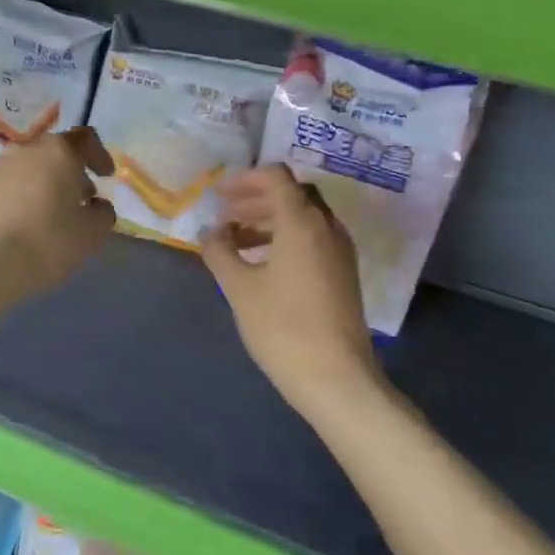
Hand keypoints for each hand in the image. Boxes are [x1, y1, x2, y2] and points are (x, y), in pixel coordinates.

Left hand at [0, 128, 115, 302]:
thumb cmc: (47, 242)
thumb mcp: (91, 234)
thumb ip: (102, 214)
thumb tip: (97, 206)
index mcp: (57, 153)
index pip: (85, 139)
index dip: (99, 155)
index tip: (105, 176)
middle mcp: (23, 152)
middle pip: (52, 154)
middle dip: (69, 174)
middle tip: (79, 200)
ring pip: (24, 172)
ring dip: (40, 188)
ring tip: (47, 218)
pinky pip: (2, 192)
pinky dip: (15, 203)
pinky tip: (17, 231)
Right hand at [201, 166, 379, 420]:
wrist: (335, 377)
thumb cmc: (282, 327)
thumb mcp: (240, 288)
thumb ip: (220, 252)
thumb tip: (210, 231)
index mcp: (302, 222)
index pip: (276, 177)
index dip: (245, 179)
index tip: (219, 195)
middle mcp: (327, 227)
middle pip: (292, 194)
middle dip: (256, 199)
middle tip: (225, 216)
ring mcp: (340, 251)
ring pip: (304, 218)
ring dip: (270, 220)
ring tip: (236, 241)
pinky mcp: (343, 273)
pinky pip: (313, 239)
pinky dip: (286, 238)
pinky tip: (263, 264)